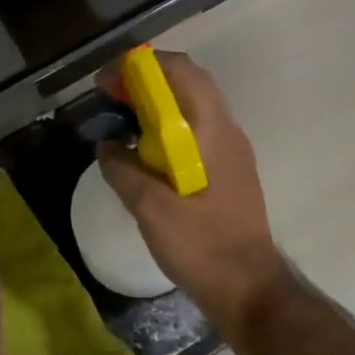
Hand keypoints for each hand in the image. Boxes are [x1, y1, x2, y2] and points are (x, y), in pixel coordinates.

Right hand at [97, 50, 288, 335]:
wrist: (248, 287)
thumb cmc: (201, 245)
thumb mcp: (151, 209)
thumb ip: (124, 171)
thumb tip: (106, 147)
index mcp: (212, 132)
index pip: (181, 71)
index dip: (141, 66)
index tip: (107, 82)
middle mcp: (227, 132)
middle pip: (189, 83)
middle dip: (147, 81)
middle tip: (111, 97)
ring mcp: (231, 152)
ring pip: (193, 108)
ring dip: (157, 104)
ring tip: (123, 121)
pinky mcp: (227, 172)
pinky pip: (195, 132)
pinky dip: (167, 128)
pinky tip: (145, 154)